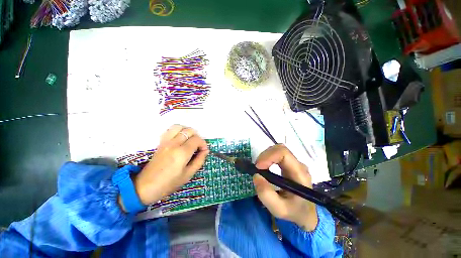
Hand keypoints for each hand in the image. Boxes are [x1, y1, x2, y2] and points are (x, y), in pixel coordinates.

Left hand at [130, 125, 208, 206]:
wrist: (145, 187)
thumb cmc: (169, 183)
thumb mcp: (188, 174)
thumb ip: (199, 160)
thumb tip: (205, 151)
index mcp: (182, 153)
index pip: (197, 139)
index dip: (203, 144)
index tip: (204, 151)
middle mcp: (174, 144)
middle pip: (189, 131)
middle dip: (197, 137)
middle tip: (198, 146)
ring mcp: (166, 142)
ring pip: (179, 127)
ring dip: (187, 131)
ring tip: (190, 140)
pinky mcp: (161, 142)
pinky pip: (170, 130)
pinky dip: (178, 131)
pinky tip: (180, 139)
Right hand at [253, 144, 317, 230]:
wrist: (305, 214)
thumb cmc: (294, 212)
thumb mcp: (279, 209)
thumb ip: (266, 195)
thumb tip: (256, 175)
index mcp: (299, 173)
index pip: (284, 153)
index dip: (269, 156)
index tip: (258, 167)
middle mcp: (298, 165)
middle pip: (280, 149)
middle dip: (265, 155)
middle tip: (257, 168)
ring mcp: (294, 163)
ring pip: (278, 150)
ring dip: (265, 156)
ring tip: (259, 168)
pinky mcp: (289, 164)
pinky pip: (277, 154)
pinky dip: (267, 157)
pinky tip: (264, 167)